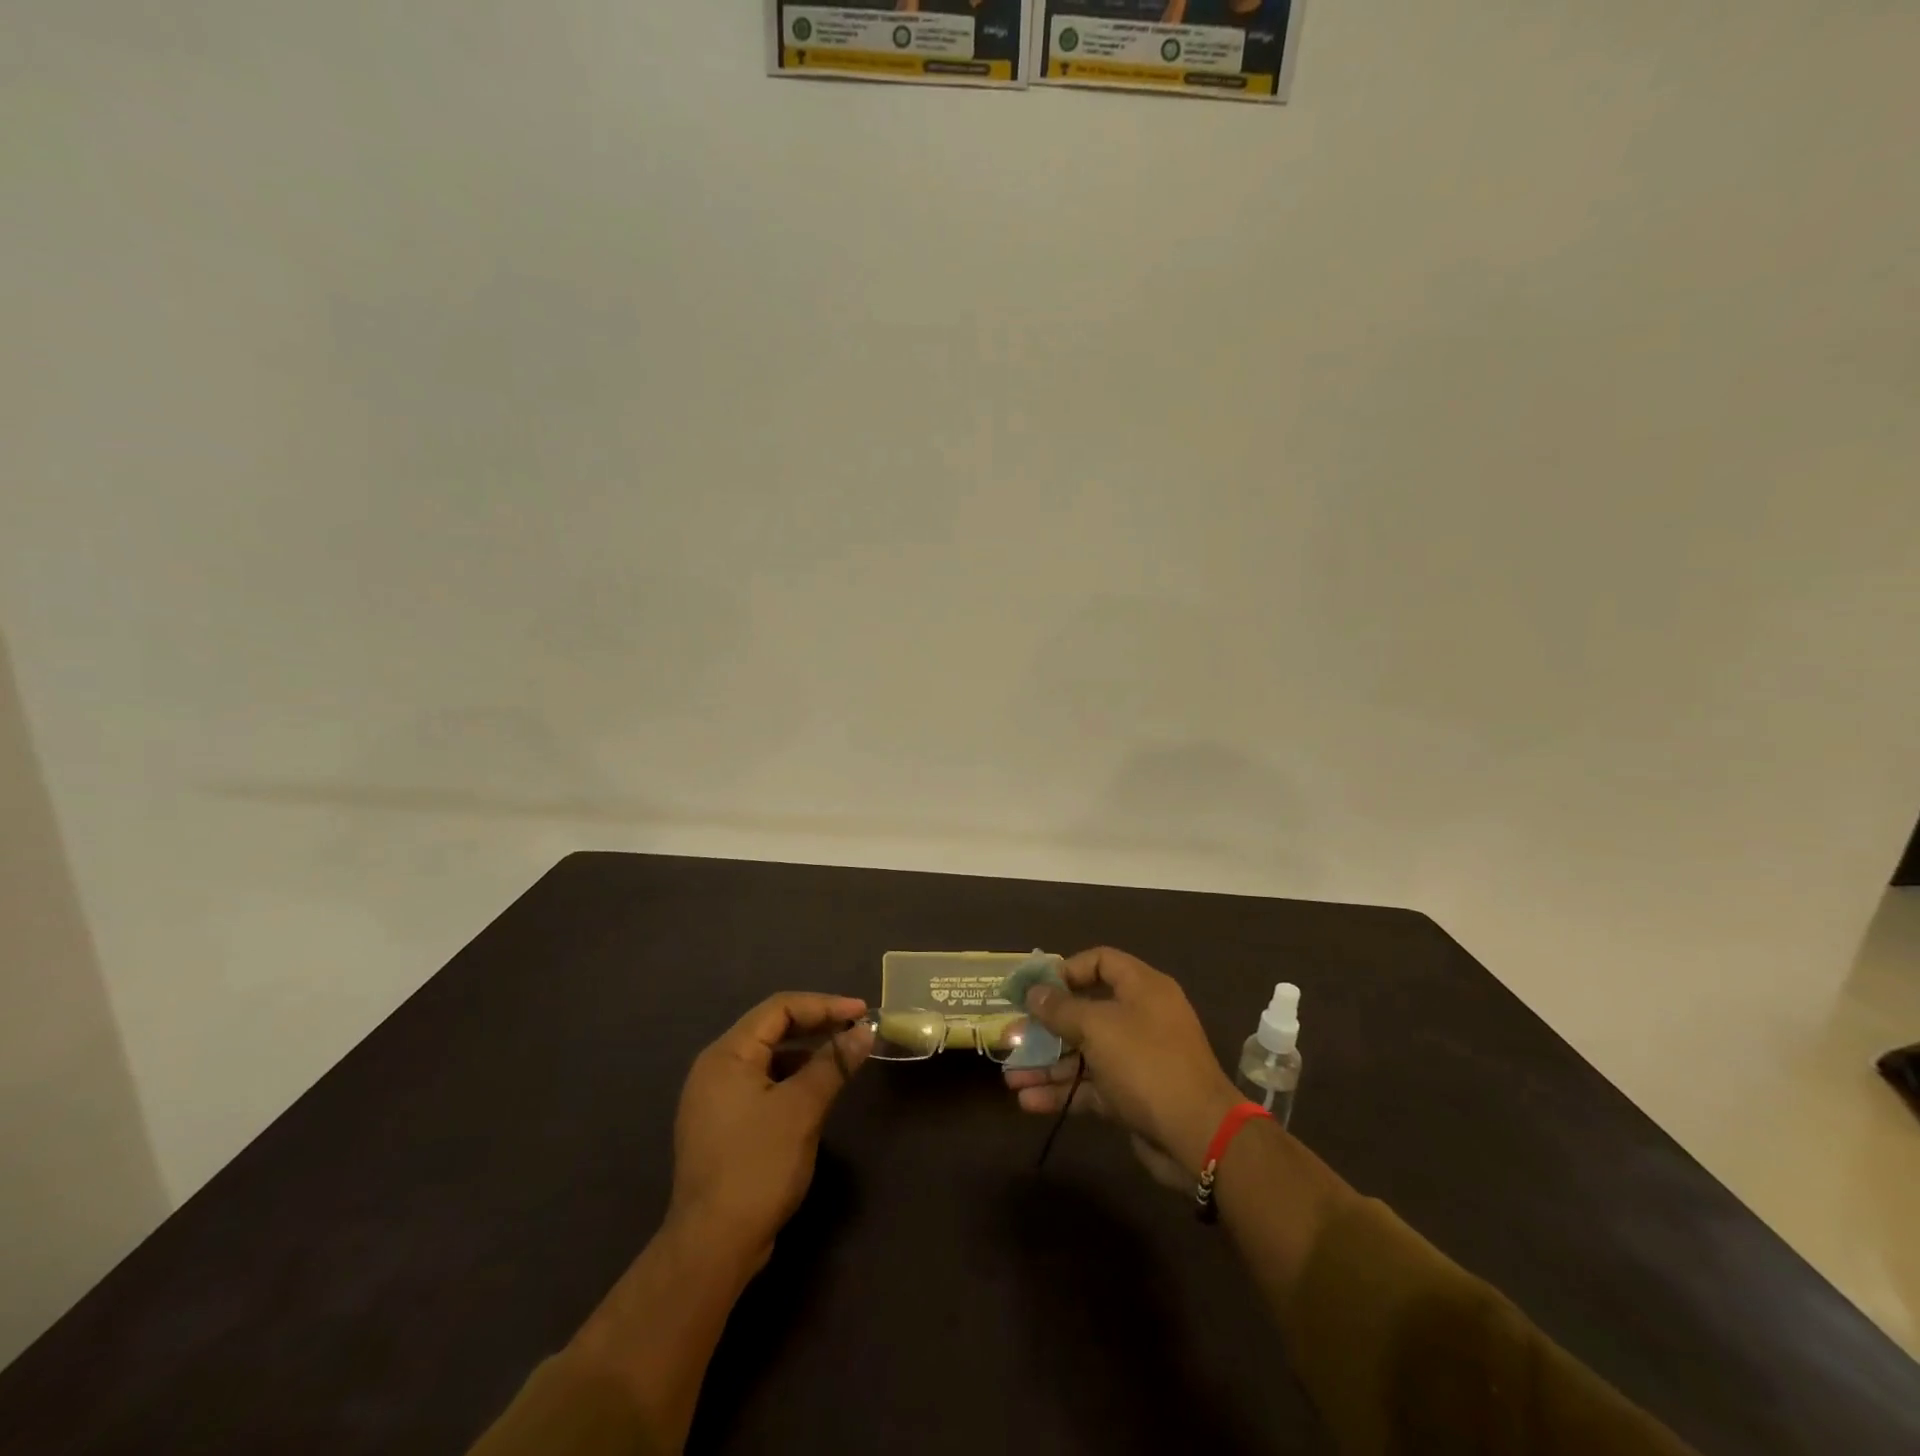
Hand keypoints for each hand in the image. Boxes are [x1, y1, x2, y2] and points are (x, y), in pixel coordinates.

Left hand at [667, 992, 872, 1269]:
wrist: (712, 1247)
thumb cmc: (758, 1166)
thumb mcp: (802, 1109)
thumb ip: (833, 1063)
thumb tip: (864, 1032)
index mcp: (726, 1055)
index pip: (779, 1008)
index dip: (824, 1005)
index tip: (861, 1012)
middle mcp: (714, 1068)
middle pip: (771, 1028)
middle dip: (816, 1024)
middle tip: (856, 1029)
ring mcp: (714, 1099)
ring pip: (767, 1057)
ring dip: (805, 1051)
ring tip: (842, 1057)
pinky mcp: (722, 1125)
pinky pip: (761, 1083)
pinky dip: (791, 1078)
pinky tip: (815, 1091)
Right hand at [1003, 948, 1239, 1184]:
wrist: (1198, 1136)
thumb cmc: (1146, 1063)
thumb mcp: (1098, 1027)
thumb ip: (1061, 1009)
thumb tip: (1035, 992)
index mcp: (1142, 988)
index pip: (1101, 961)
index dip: (1067, 970)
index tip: (1035, 988)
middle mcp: (1140, 1017)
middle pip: (1086, 1010)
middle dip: (1047, 1025)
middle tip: (1013, 1034)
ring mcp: (1136, 1058)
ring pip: (1084, 1053)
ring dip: (1048, 1064)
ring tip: (1011, 1078)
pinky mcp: (1131, 1095)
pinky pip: (1091, 1085)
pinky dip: (1062, 1091)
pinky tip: (1029, 1102)